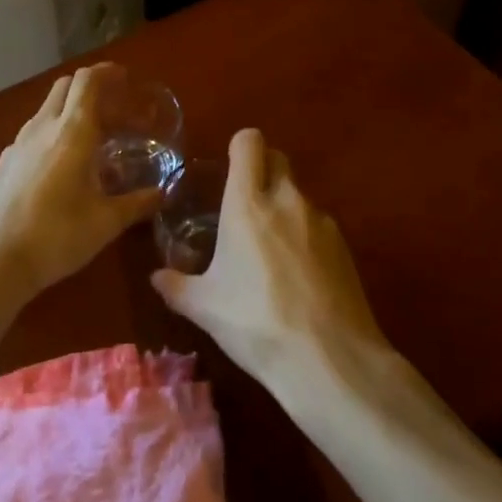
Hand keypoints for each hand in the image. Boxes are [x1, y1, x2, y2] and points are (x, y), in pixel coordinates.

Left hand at [0, 64, 161, 306]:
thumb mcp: (106, 222)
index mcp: (72, 132)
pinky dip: (54, 132)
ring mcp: (19, 144)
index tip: (125, 78)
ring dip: (71, 110)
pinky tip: (64, 164)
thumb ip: (137, 203)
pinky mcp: (5, 163)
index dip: (107, 72)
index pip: (87, 81)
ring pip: (47, 109)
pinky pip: (34, 132)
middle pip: (65, 87)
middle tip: (114, 107)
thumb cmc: (56, 235)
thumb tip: (163, 193)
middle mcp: (43, 128)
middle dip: (90, 87)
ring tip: (94, 137)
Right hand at [151, 128, 391, 392]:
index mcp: (248, 203)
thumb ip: (177, 286)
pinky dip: (305, 236)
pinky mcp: (345, 246)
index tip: (228, 170)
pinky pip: (318, 225)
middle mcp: (287, 200)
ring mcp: (321, 221)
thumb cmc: (256, 323)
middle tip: (244, 205)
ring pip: (298, 194)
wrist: (330, 359)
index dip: (239, 147)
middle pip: (278, 159)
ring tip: (270, 252)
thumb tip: (157, 277)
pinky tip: (298, 277)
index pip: (249, 142)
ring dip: (283, 207)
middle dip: (262, 170)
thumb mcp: (205, 308)